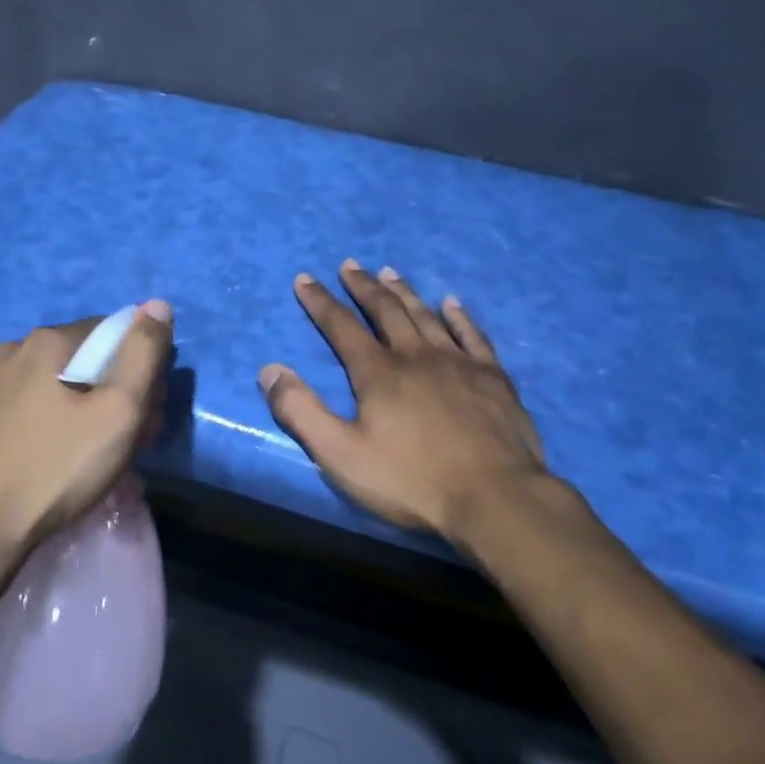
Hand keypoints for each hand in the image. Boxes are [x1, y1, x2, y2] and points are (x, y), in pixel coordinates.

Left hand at [0, 301, 174, 607]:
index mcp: (46, 342)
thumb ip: (143, 355)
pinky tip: (44, 461)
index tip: (147, 410)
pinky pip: (18, 410)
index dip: (139, 368)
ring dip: (75, 409)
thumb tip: (157, 305)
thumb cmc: (53, 471)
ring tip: (87, 457)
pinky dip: (40, 425)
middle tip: (126, 441)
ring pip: (46, 387)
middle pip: (78, 361)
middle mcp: (7, 352)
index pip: (111, 333)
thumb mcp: (119, 413)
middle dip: (109, 392)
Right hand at [258, 261, 551, 539]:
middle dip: (363, 287)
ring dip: (405, 292)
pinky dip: (460, 316)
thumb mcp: (340, 454)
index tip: (305, 278)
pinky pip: (473, 335)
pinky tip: (452, 303)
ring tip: (389, 272)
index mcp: (379, 373)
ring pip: (427, 316)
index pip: (342, 327)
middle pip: (386, 311)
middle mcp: (417, 356)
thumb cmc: (411, 481)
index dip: (320, 302)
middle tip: (350, 265)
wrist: (494, 498)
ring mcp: (460, 364)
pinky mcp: (493, 379)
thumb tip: (270, 370)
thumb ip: (301, 411)